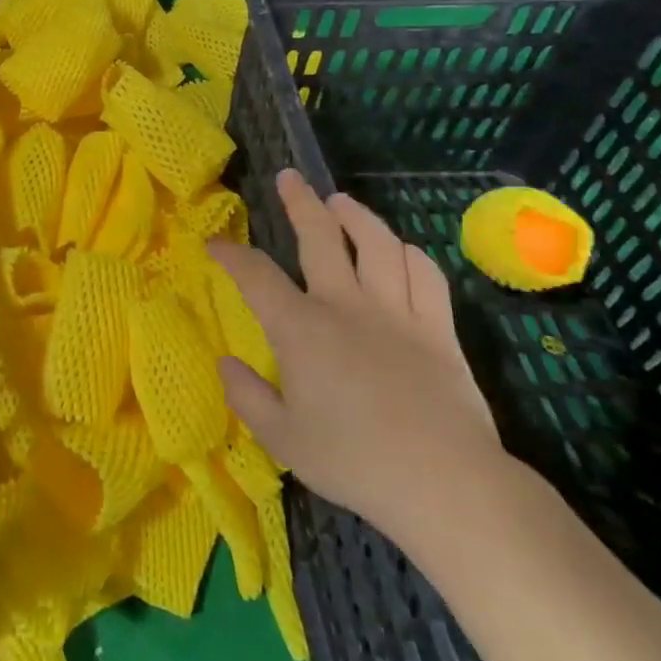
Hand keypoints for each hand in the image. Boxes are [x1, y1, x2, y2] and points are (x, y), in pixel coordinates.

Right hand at [209, 170, 505, 537]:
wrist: (445, 483)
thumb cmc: (354, 462)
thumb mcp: (283, 439)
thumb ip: (247, 396)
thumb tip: (225, 363)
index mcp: (301, 328)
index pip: (256, 276)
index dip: (232, 255)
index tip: (216, 244)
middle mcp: (346, 305)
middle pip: (319, 237)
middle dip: (298, 203)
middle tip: (288, 178)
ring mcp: (396, 311)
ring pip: (376, 243)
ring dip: (356, 216)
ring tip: (340, 201)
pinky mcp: (438, 328)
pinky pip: (424, 275)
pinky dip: (408, 254)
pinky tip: (398, 249)